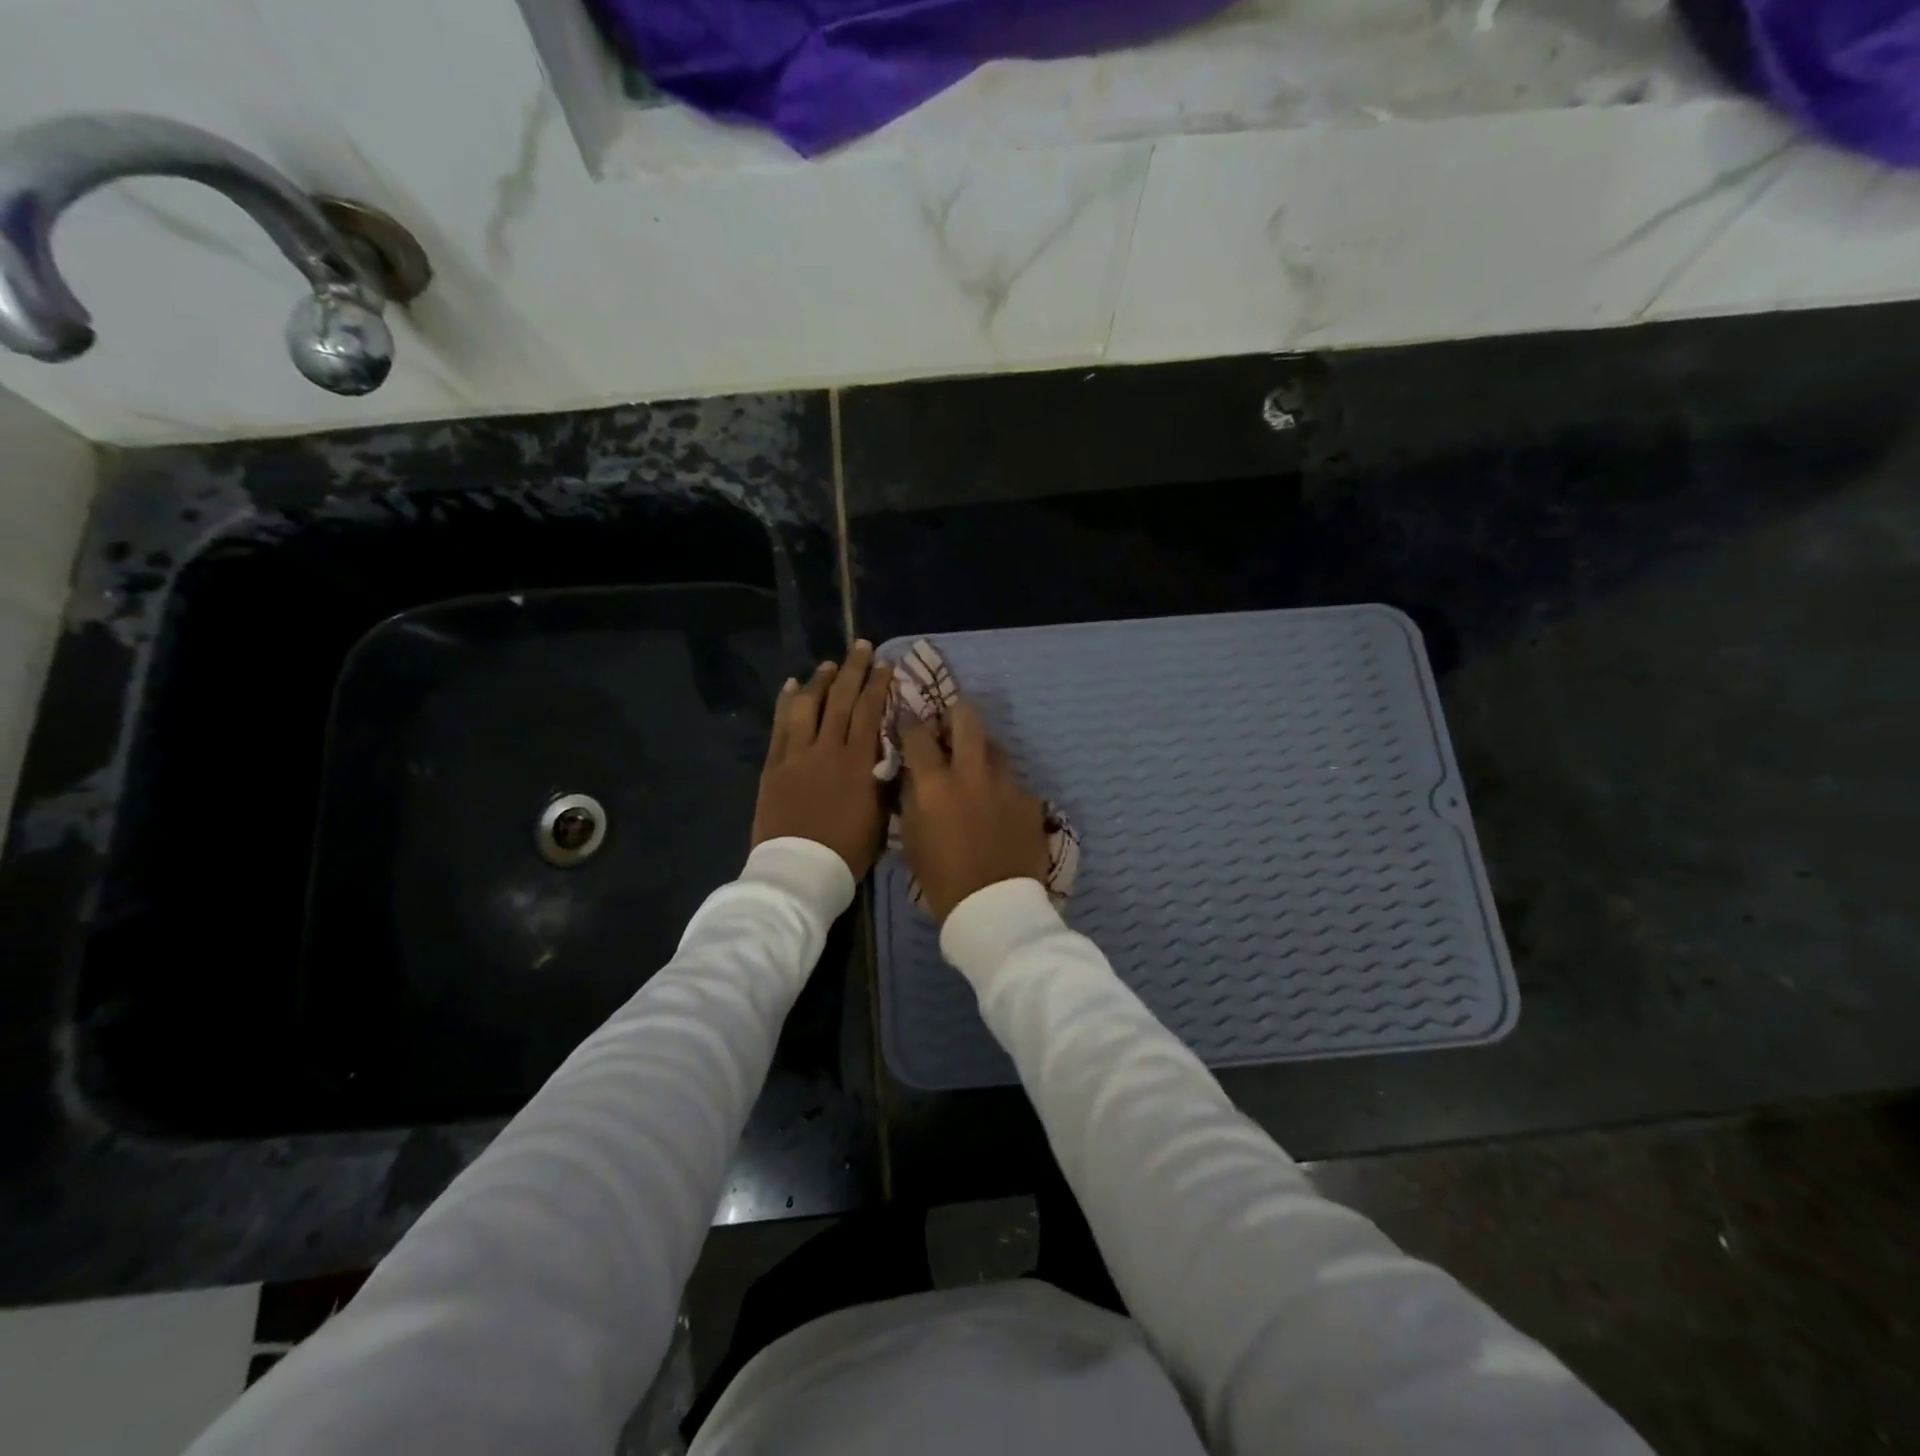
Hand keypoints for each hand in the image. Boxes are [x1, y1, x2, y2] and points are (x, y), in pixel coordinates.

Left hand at [751, 642, 892, 878]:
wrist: (799, 872)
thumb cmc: (847, 851)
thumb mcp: (880, 817)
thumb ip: (884, 780)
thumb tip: (889, 754)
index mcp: (858, 763)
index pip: (871, 712)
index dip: (879, 685)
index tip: (885, 664)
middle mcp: (828, 750)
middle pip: (841, 700)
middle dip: (853, 670)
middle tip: (861, 646)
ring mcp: (796, 756)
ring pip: (808, 706)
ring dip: (819, 681)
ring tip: (828, 665)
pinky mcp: (773, 766)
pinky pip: (779, 726)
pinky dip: (786, 703)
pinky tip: (790, 686)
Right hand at [898, 699, 1050, 922]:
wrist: (994, 908)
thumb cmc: (942, 879)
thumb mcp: (912, 838)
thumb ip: (912, 797)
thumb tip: (914, 773)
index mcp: (936, 783)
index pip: (918, 734)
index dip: (909, 722)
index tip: (906, 720)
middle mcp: (973, 773)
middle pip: (967, 717)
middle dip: (954, 713)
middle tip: (948, 727)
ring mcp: (1007, 784)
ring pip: (995, 746)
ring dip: (981, 750)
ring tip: (975, 768)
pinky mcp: (1031, 799)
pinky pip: (1013, 781)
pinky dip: (1001, 786)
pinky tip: (998, 806)